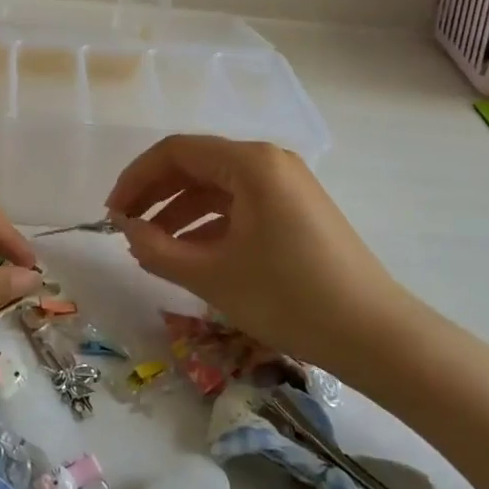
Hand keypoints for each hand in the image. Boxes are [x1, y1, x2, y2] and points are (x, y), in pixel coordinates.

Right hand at [106, 135, 412, 379]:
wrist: (376, 337)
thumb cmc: (290, 298)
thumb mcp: (213, 276)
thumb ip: (158, 249)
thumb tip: (126, 230)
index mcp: (250, 163)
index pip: (176, 152)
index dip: (136, 179)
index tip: (112, 213)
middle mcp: (269, 162)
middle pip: (196, 165)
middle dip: (155, 195)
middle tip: (125, 227)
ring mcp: (286, 185)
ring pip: (217, 187)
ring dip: (179, 212)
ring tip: (151, 246)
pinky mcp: (296, 210)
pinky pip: (240, 205)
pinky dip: (209, 224)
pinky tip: (190, 253)